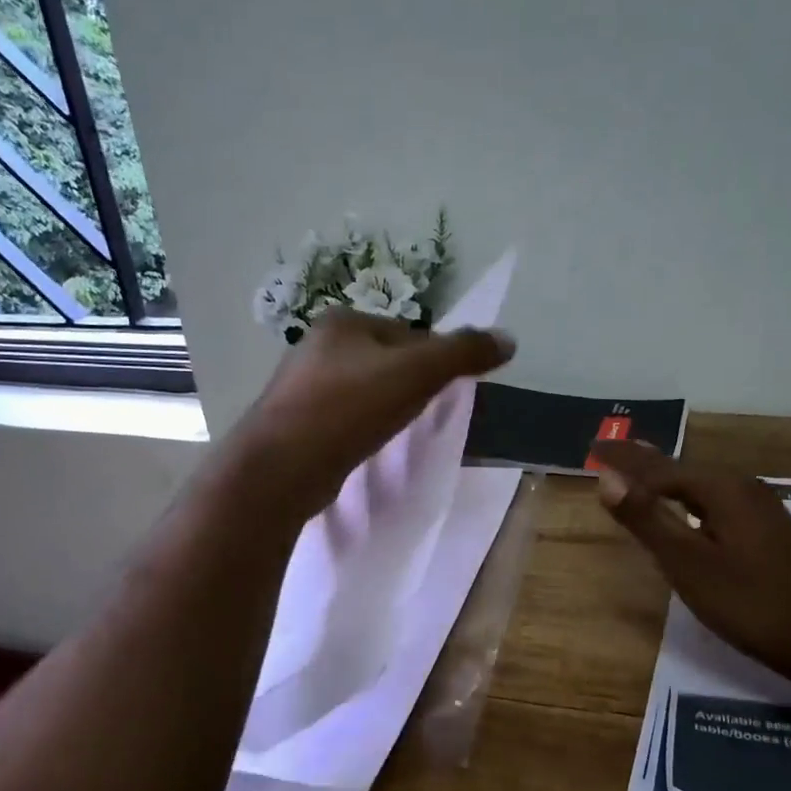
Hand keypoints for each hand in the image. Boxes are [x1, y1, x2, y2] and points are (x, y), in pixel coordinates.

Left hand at [227, 309, 514, 519]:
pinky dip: (362, 430)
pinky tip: (367, 449)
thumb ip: (463, 353)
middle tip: (426, 415)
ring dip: (386, 409)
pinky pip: (344, 420)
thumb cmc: (349, 409)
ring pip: (363, 392)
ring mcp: (301, 387)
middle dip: (409, 386)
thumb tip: (509, 339)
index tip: (446, 391)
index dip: (436, 359)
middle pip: (385, 361)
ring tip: (398, 435)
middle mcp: (316, 346)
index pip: (408, 333)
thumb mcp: (416, 373)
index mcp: (343, 322)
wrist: (281, 468)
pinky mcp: (296, 425)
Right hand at [590, 440, 790, 685]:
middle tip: (610, 451)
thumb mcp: (689, 563)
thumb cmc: (751, 602)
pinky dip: (687, 498)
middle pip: (680, 470)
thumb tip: (607, 479)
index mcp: (721, 489)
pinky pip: (714, 501)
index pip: (658, 467)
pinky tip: (686, 509)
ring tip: (638, 473)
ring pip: (699, 486)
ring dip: (665, 479)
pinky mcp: (766, 531)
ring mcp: (759, 509)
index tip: (593, 448)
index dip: (623, 458)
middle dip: (643, 462)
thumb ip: (648, 519)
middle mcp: (741, 488)